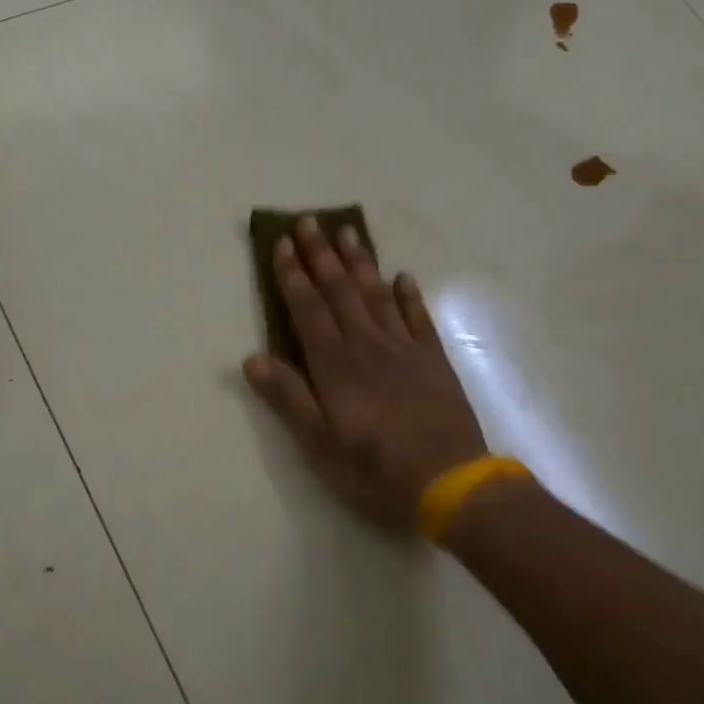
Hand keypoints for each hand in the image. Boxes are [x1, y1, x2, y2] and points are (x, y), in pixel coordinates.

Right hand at [244, 218, 485, 531]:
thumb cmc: (374, 469)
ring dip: (361, 262)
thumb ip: (288, 397)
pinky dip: (408, 295)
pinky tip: (401, 277)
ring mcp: (405, 350)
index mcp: (335, 365)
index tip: (282, 243)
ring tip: (349, 231)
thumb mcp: (319, 443)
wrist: (451, 483)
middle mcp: (368, 346)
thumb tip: (252, 358)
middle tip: (310, 220)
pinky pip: (418, 318)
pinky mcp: (434, 361)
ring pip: (377, 295)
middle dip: (322, 255)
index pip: (308, 309)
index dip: (293, 275)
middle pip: (340, 291)